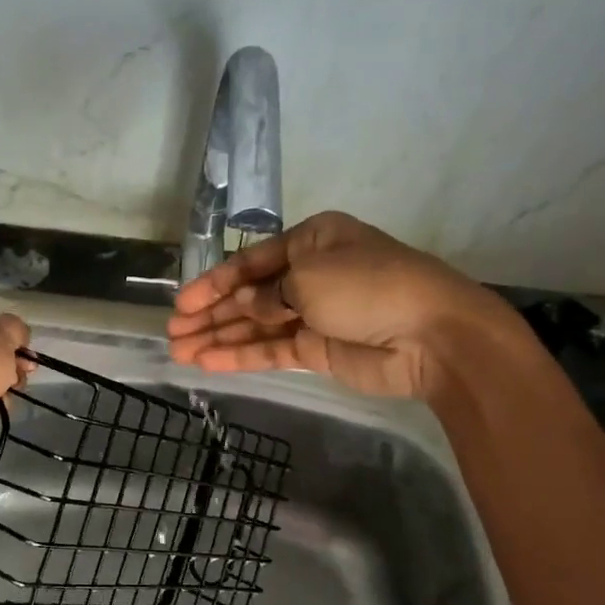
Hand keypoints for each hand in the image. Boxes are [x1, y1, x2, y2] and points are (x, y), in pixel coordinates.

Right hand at [166, 211, 523, 401]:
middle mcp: (310, 274)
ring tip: (179, 352)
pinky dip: (241, 356)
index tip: (182, 303)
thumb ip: (266, 293)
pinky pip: (272, 350)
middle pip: (249, 295)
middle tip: (172, 332)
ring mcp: (314, 314)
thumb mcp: (310, 276)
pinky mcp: (318, 350)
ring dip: (218, 337)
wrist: (432, 335)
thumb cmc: (369, 286)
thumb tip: (243, 305)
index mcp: (312, 241)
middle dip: (211, 313)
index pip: (251, 261)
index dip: (214, 282)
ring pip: (256, 326)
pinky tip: (208, 363)